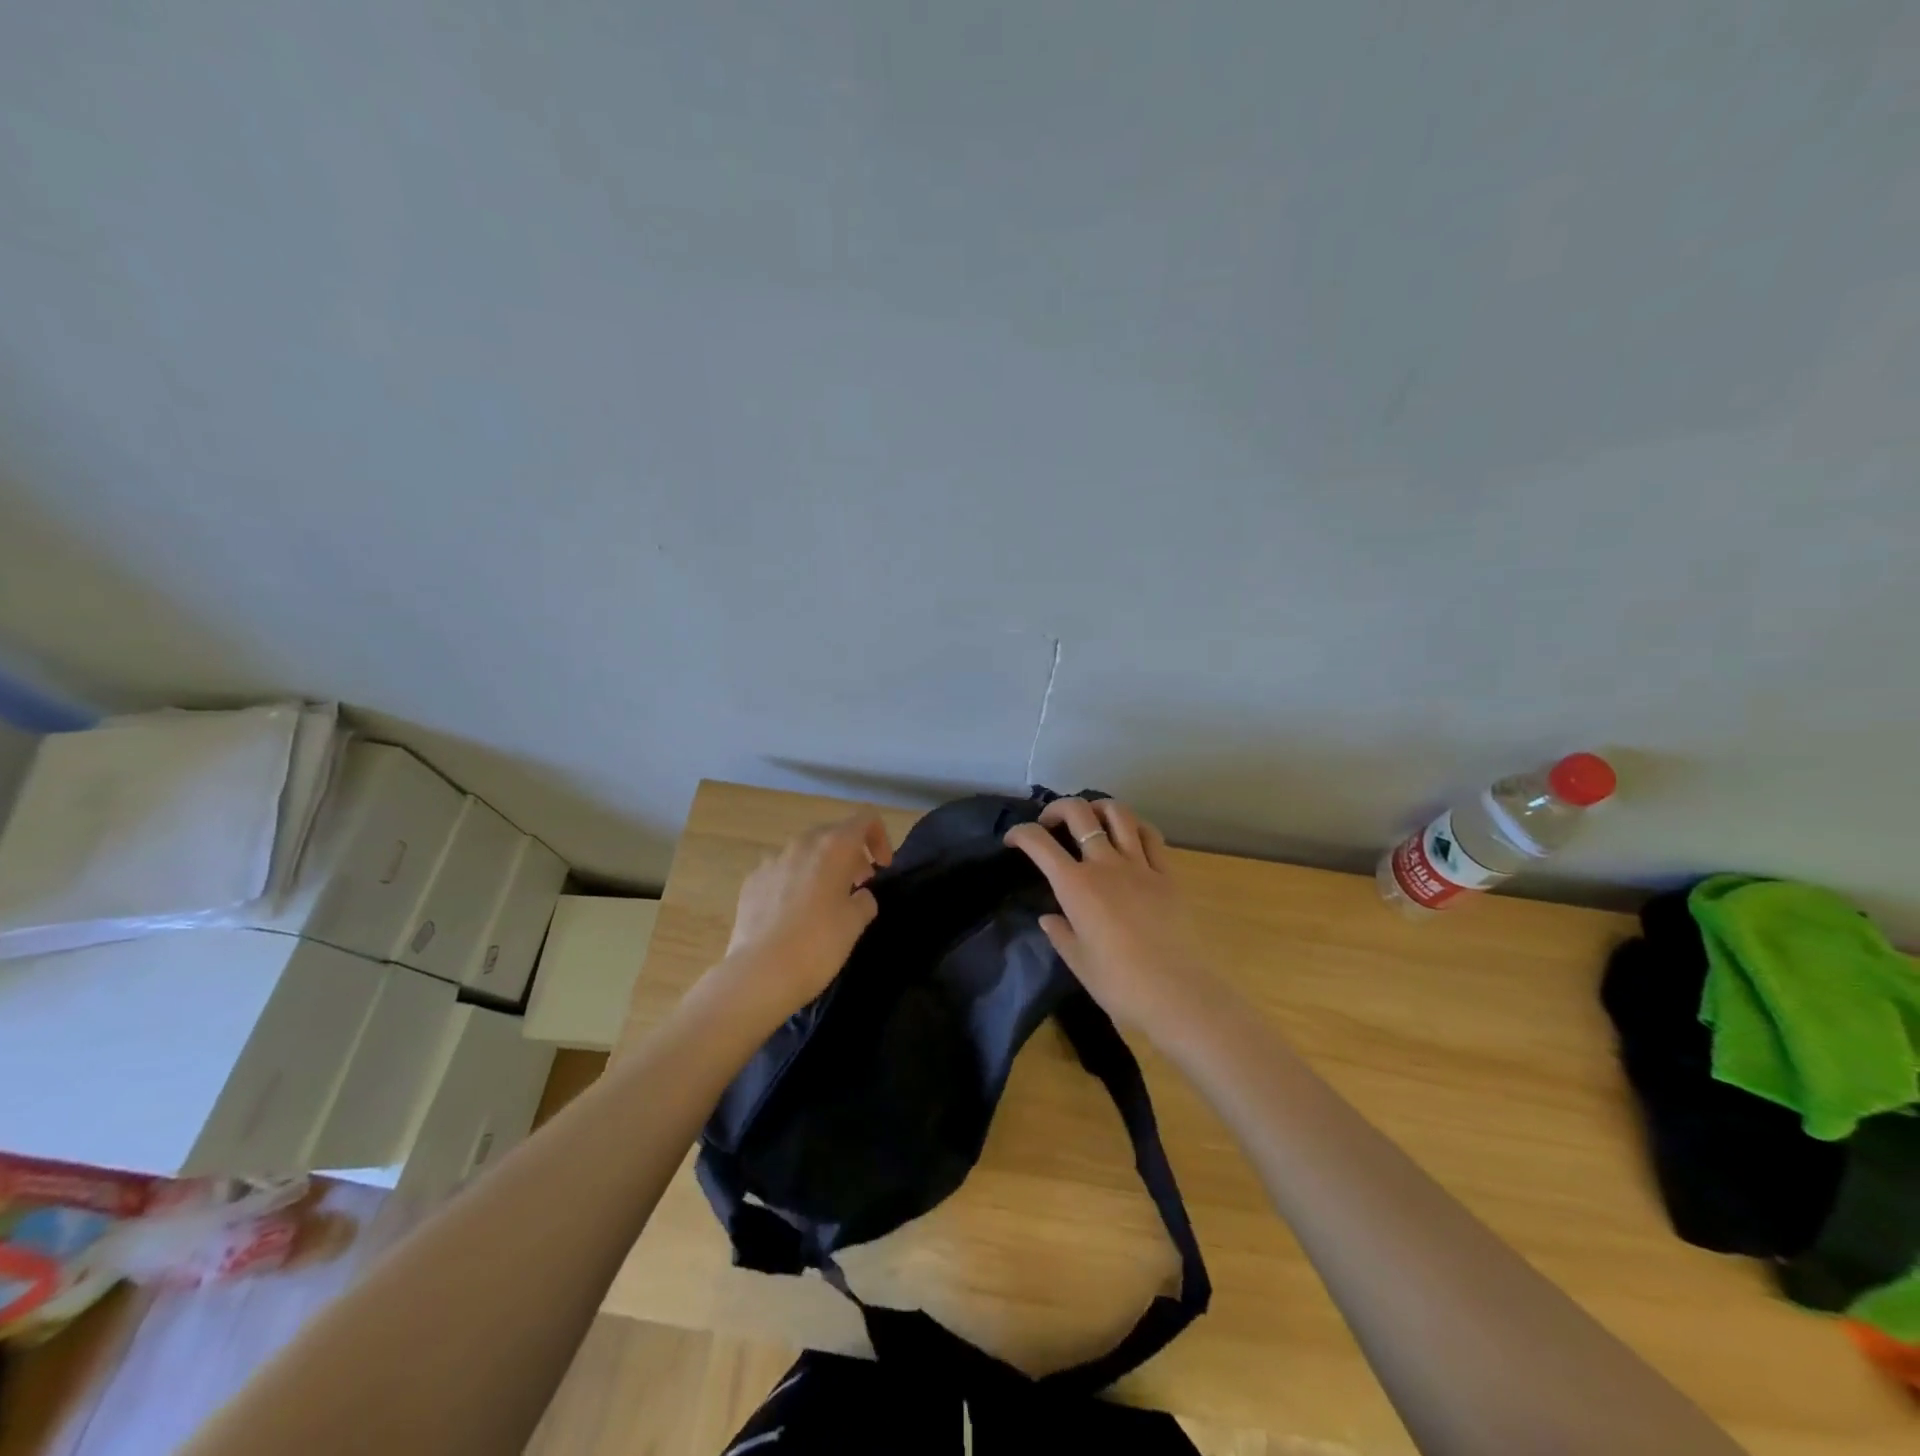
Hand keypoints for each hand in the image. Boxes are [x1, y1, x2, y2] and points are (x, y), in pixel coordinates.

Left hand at [717, 812, 893, 1019]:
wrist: (759, 974)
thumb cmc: (818, 944)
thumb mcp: (856, 922)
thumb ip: (865, 900)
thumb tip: (858, 895)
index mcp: (834, 847)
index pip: (865, 819)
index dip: (879, 837)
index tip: (882, 867)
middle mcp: (802, 844)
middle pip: (833, 833)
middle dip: (850, 854)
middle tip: (859, 885)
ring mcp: (772, 861)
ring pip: (805, 852)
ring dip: (821, 868)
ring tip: (825, 902)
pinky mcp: (751, 881)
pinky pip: (781, 872)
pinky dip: (794, 882)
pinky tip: (793, 915)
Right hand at [1004, 798, 1218, 1035]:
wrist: (1175, 993)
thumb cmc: (1118, 983)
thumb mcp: (1077, 961)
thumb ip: (1059, 933)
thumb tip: (1050, 918)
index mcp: (1075, 885)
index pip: (1039, 843)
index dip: (1020, 833)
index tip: (1012, 839)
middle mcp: (1105, 864)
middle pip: (1078, 813)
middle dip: (1057, 808)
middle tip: (1050, 822)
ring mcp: (1139, 865)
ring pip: (1118, 814)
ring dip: (1098, 807)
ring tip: (1091, 818)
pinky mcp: (1167, 874)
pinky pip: (1151, 836)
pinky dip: (1135, 827)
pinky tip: (1129, 835)